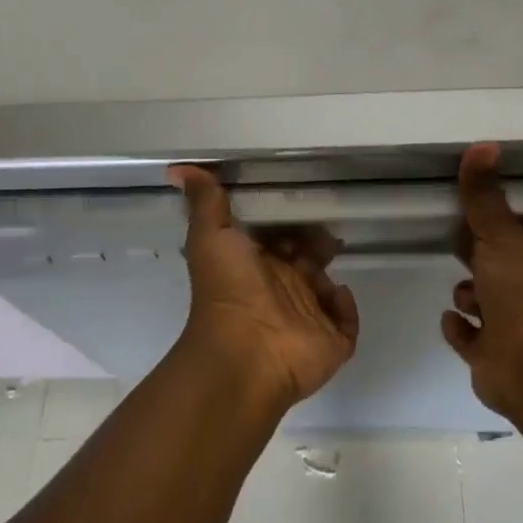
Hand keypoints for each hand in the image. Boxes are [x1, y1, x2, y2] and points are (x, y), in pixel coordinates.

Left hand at [169, 165, 359, 410]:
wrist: (246, 353)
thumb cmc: (229, 290)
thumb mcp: (211, 236)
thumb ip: (204, 202)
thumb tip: (176, 168)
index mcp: (254, 267)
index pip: (277, 239)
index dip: (287, 222)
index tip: (300, 202)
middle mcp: (280, 290)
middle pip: (306, 260)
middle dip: (317, 242)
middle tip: (325, 230)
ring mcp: (307, 318)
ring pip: (326, 288)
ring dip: (330, 273)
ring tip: (333, 256)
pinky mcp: (330, 342)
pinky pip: (346, 320)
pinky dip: (345, 306)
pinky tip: (336, 294)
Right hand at [442, 143, 522, 418]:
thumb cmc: (522, 294)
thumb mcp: (500, 235)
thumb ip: (484, 196)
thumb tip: (484, 144)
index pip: (509, 232)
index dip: (490, 220)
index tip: (466, 206)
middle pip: (493, 264)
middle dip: (474, 255)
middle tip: (450, 239)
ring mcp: (507, 326)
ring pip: (480, 302)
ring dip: (467, 295)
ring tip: (464, 297)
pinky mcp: (489, 356)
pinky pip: (468, 338)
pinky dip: (459, 328)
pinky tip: (451, 320)